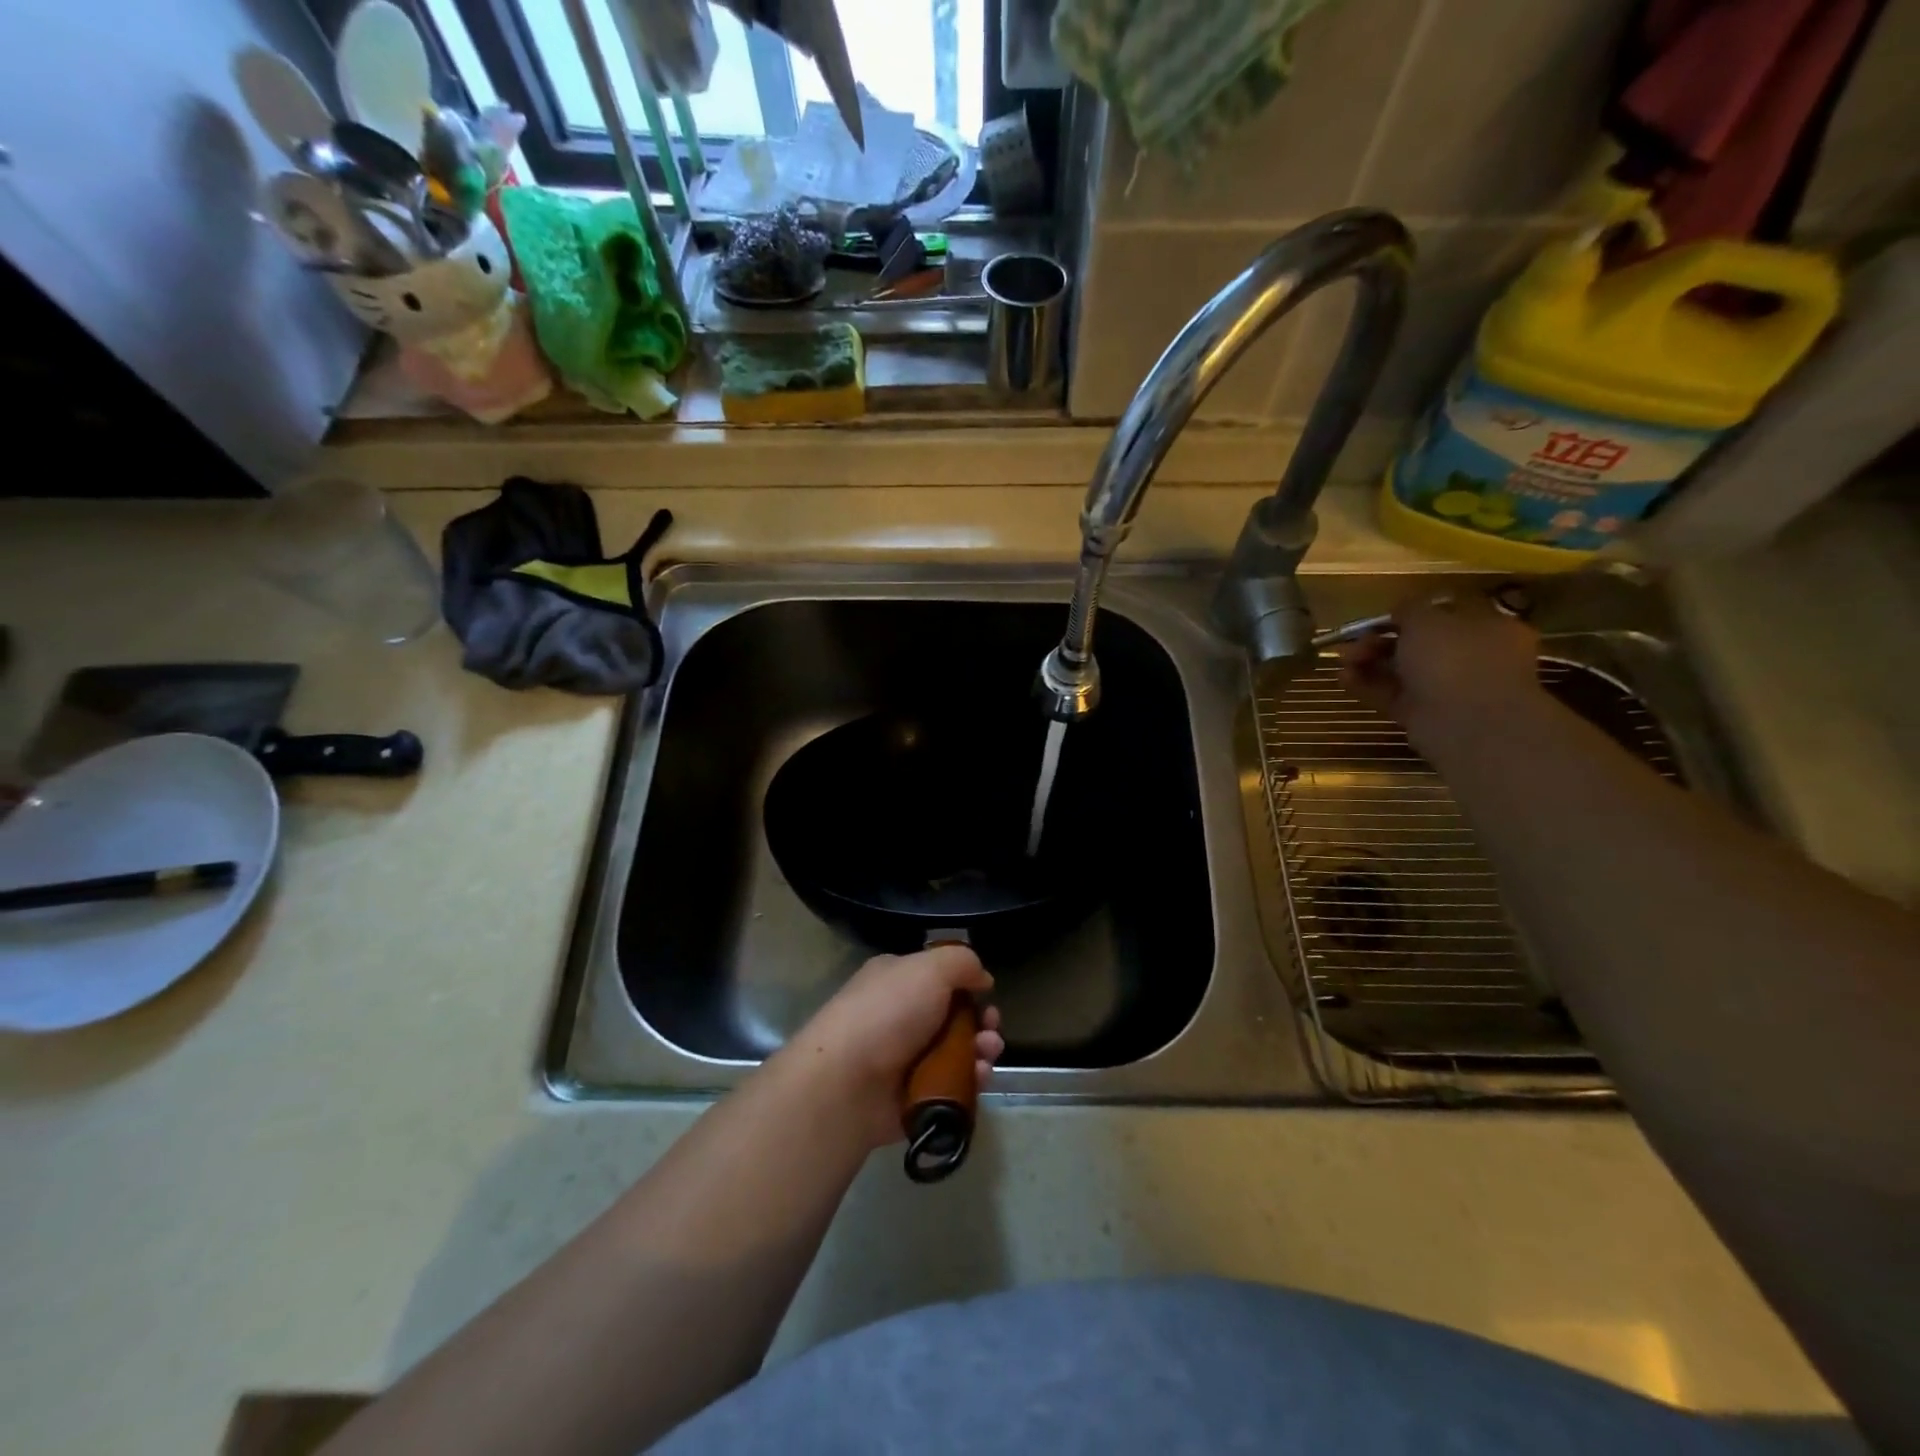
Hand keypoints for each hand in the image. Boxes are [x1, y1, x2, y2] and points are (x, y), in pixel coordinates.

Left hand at [778, 944, 1004, 1150]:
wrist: (847, 1083)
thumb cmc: (888, 1013)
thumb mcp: (930, 968)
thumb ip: (962, 962)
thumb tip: (982, 978)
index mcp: (897, 979)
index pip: (939, 976)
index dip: (967, 984)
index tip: (986, 993)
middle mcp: (901, 1015)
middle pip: (955, 1016)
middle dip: (982, 1021)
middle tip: (991, 1029)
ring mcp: (906, 1058)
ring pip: (958, 1051)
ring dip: (981, 1050)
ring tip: (987, 1054)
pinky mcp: (913, 1095)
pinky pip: (952, 1084)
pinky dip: (970, 1080)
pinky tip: (978, 1077)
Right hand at [1338, 592, 1542, 753]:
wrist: (1466, 722)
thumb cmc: (1455, 657)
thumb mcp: (1428, 619)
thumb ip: (1410, 609)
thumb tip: (1401, 610)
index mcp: (1486, 628)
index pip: (1444, 616)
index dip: (1409, 615)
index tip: (1380, 618)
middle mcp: (1471, 657)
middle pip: (1418, 645)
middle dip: (1381, 640)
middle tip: (1355, 642)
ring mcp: (1448, 689)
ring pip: (1402, 671)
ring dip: (1369, 662)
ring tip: (1343, 660)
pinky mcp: (1424, 715)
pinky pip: (1392, 696)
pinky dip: (1368, 686)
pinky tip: (1344, 678)